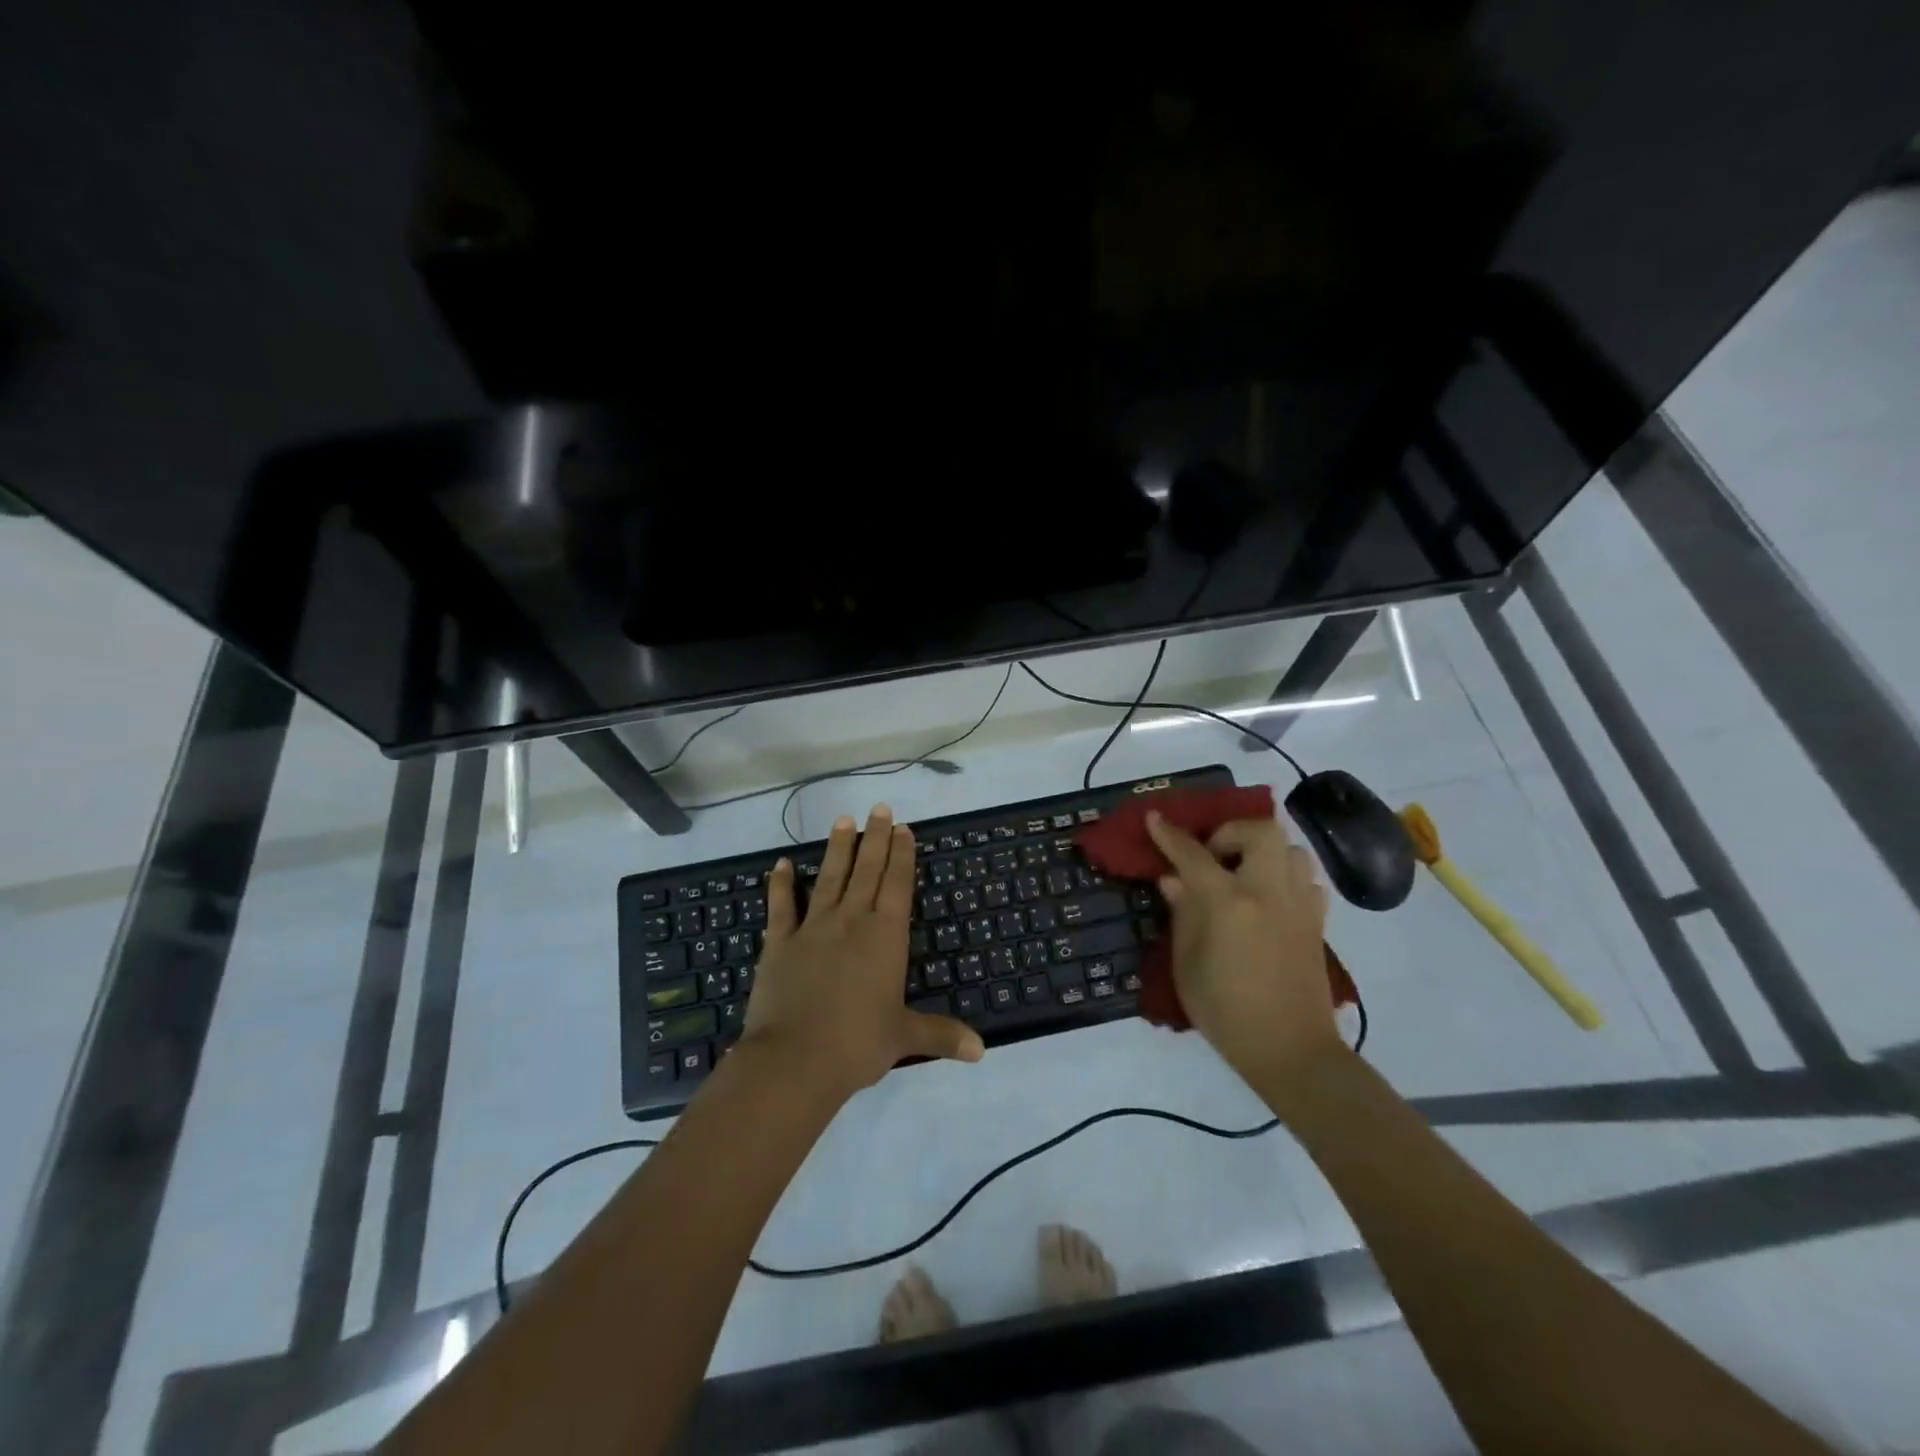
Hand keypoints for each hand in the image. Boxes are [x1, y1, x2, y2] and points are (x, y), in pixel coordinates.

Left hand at [742, 804, 984, 1099]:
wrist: (794, 1060)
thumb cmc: (857, 1044)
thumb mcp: (904, 1038)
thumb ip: (942, 1035)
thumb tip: (982, 1050)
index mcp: (885, 937)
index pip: (897, 885)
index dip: (902, 855)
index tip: (903, 828)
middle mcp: (851, 921)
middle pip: (867, 871)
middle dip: (875, 838)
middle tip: (879, 808)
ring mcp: (813, 928)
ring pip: (829, 877)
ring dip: (838, 848)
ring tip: (843, 820)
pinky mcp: (780, 942)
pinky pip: (781, 906)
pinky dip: (780, 884)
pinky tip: (781, 863)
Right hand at [1146, 809, 1346, 1092]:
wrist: (1291, 1051)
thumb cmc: (1226, 1011)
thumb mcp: (1187, 964)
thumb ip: (1182, 914)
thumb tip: (1173, 880)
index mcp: (1229, 903)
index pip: (1194, 854)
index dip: (1170, 835)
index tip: (1155, 817)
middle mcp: (1268, 892)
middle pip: (1260, 831)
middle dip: (1231, 832)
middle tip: (1213, 854)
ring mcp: (1299, 904)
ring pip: (1291, 849)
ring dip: (1263, 851)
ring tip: (1242, 874)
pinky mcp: (1317, 921)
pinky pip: (1305, 879)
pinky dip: (1285, 876)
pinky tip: (1268, 898)